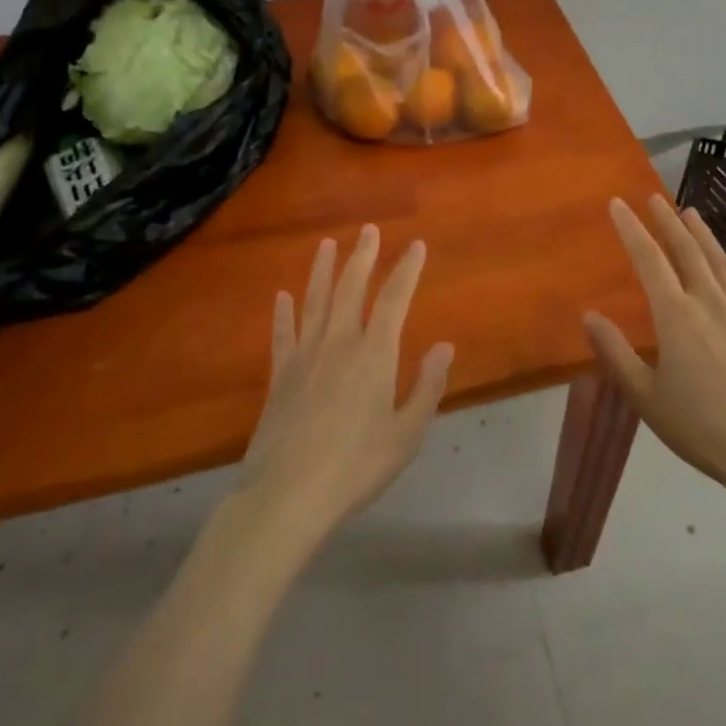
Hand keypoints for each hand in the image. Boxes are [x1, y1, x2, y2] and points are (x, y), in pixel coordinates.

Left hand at [240, 225, 454, 551]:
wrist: (288, 495)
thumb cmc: (356, 466)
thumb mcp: (406, 434)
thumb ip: (427, 387)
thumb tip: (445, 345)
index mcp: (374, 355)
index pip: (395, 300)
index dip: (407, 270)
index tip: (415, 245)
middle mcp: (339, 343)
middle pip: (352, 288)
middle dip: (362, 257)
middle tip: (368, 230)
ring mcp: (305, 356)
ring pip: (315, 301)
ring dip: (323, 271)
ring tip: (327, 245)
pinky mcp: (280, 375)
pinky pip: (283, 334)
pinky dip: (283, 313)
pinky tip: (282, 296)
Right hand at [584, 196, 725, 524]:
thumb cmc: (702, 427)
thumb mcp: (646, 397)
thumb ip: (616, 353)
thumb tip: (589, 315)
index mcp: (676, 315)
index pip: (648, 260)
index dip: (631, 229)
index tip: (617, 203)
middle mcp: (709, 303)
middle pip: (686, 251)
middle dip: (667, 221)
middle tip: (655, 197)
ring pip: (720, 262)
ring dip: (703, 235)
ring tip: (691, 212)